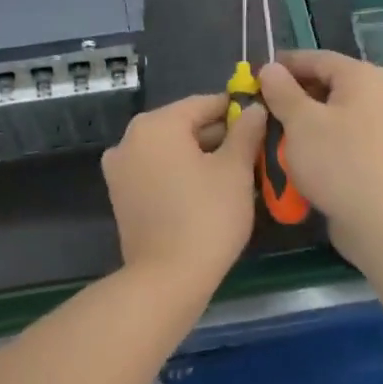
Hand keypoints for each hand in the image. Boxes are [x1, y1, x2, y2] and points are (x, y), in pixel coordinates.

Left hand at [101, 94, 269, 283]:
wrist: (166, 279)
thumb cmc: (206, 216)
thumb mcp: (235, 170)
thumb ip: (245, 132)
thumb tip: (253, 109)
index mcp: (155, 124)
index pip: (203, 104)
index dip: (236, 111)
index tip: (262, 121)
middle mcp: (130, 138)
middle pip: (184, 126)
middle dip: (219, 136)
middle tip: (254, 152)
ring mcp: (120, 168)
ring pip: (171, 150)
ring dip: (202, 156)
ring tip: (238, 173)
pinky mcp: (121, 195)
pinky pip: (157, 171)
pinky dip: (181, 173)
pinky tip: (209, 190)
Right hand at [258, 50, 382, 264]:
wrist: (380, 221)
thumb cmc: (336, 161)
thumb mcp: (300, 121)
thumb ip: (282, 90)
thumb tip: (270, 68)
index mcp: (364, 77)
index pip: (317, 58)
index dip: (283, 65)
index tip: (254, 77)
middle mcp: (380, 94)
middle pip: (328, 84)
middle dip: (292, 95)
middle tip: (261, 108)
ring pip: (334, 112)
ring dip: (304, 120)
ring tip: (274, 133)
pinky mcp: (382, 155)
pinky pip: (345, 136)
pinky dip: (321, 139)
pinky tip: (299, 155)